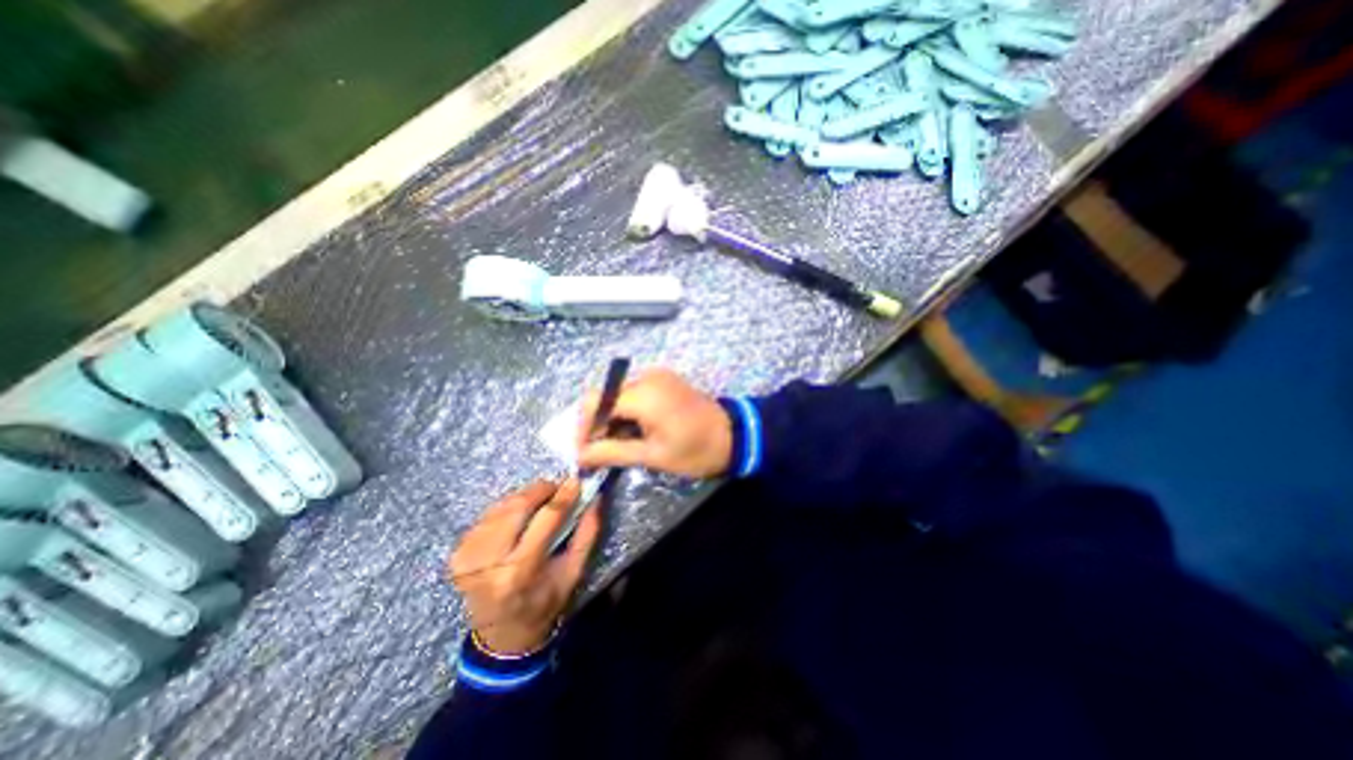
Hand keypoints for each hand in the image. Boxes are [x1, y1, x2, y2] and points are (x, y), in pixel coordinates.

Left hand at [449, 481, 600, 651]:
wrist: (501, 636)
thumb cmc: (545, 603)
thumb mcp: (574, 572)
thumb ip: (587, 533)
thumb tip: (594, 498)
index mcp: (521, 570)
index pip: (545, 518)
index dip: (563, 496)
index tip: (576, 481)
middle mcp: (490, 562)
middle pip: (517, 506)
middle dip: (540, 490)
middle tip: (556, 488)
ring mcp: (469, 557)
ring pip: (501, 507)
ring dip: (523, 497)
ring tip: (539, 501)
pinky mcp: (457, 554)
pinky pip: (486, 516)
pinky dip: (506, 509)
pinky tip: (517, 516)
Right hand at [579, 365, 736, 475]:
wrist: (734, 435)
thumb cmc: (696, 450)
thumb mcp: (653, 456)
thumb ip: (612, 452)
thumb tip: (579, 455)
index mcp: (644, 394)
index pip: (596, 402)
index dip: (583, 426)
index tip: (582, 452)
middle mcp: (647, 377)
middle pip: (606, 396)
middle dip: (597, 424)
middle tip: (597, 453)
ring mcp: (657, 376)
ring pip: (619, 395)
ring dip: (612, 419)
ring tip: (615, 445)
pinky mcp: (664, 380)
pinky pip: (634, 392)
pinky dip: (627, 411)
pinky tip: (632, 431)